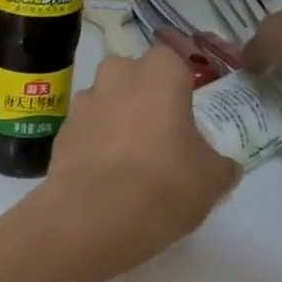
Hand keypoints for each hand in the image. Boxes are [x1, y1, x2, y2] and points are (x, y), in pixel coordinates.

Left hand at [39, 46, 239, 276]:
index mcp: (160, 73)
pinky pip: (83, 134)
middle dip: (140, 99)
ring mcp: (81, 105)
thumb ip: (220, 164)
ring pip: (103, 104)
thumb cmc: (166, 185)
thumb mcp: (213, 179)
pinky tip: (102, 181)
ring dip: (112, 123)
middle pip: (130, 77)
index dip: (178, 89)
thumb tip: (222, 167)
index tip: (184, 120)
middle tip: (156, 138)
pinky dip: (91, 149)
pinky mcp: (58, 136)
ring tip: (126, 165)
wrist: (95, 217)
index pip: (172, 64)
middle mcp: (116, 77)